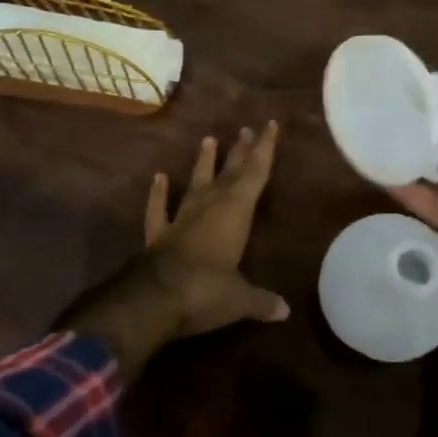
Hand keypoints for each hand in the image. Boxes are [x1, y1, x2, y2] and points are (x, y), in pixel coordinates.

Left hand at [142, 121, 289, 335]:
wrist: (152, 301)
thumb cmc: (206, 292)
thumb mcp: (240, 300)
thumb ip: (262, 301)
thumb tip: (285, 312)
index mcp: (235, 213)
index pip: (255, 174)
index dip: (265, 149)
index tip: (270, 124)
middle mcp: (209, 207)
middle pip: (228, 173)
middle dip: (239, 152)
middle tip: (246, 129)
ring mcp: (181, 219)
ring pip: (196, 184)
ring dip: (203, 163)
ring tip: (208, 139)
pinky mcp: (158, 235)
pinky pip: (159, 209)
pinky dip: (159, 193)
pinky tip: (159, 177)